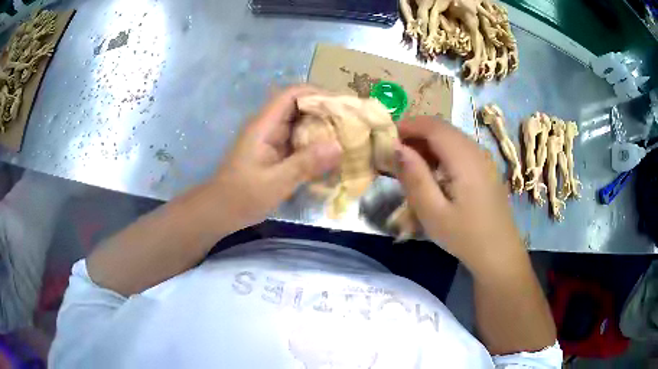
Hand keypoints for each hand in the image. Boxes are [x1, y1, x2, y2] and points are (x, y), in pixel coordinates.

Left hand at [209, 85, 341, 234]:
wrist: (220, 211)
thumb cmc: (242, 196)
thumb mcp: (275, 182)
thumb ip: (305, 164)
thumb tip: (339, 146)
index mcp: (264, 125)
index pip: (292, 94)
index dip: (318, 93)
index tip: (343, 104)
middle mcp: (268, 126)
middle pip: (299, 105)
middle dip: (326, 110)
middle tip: (352, 122)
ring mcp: (271, 138)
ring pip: (301, 122)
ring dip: (322, 126)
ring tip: (348, 134)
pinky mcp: (275, 151)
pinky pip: (299, 139)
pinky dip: (315, 142)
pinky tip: (331, 153)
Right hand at [394, 117, 524, 276]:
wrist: (499, 253)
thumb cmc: (465, 236)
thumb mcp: (433, 212)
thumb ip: (415, 177)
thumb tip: (397, 147)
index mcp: (464, 158)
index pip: (433, 126)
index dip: (408, 125)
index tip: (386, 137)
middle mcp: (476, 150)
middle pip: (442, 128)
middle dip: (416, 133)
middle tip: (395, 153)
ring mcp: (484, 158)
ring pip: (451, 137)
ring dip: (428, 143)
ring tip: (411, 164)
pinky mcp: (486, 168)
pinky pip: (460, 149)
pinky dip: (441, 152)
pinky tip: (434, 172)